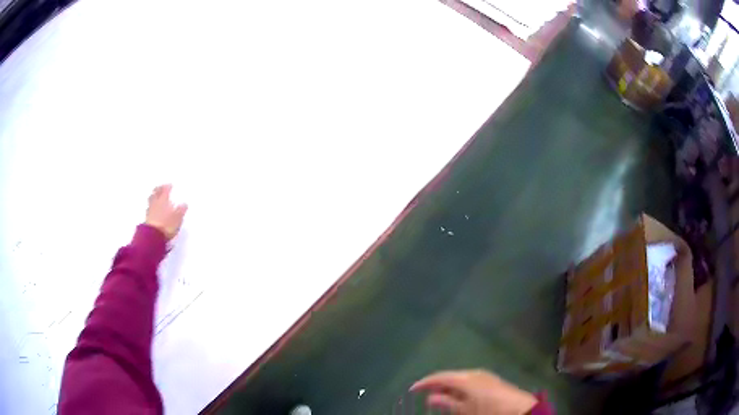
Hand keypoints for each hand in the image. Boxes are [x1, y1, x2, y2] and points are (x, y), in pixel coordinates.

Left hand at [146, 184, 187, 240]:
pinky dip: (151, 206)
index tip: (170, 184)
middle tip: (160, 187)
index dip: (167, 187)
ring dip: (153, 196)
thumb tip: (184, 203)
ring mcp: (150, 210)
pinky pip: (149, 208)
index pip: (165, 190)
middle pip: (156, 193)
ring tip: (155, 196)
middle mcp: (156, 203)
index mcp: (163, 200)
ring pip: (151, 200)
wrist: (153, 236)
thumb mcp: (177, 218)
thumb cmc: (167, 225)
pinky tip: (152, 208)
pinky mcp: (147, 219)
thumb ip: (181, 210)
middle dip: (158, 189)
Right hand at [411, 369, 537, 414]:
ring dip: (448, 388)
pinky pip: (469, 382)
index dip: (425, 382)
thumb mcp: (465, 410)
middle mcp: (474, 373)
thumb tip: (431, 397)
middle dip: (436, 385)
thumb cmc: (489, 410)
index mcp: (466, 378)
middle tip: (423, 394)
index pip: (440, 377)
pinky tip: (456, 397)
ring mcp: (484, 376)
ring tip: (437, 397)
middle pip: (450, 376)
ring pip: (459, 379)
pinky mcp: (490, 381)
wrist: (519, 409)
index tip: (412, 389)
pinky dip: (459, 389)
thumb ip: (447, 402)